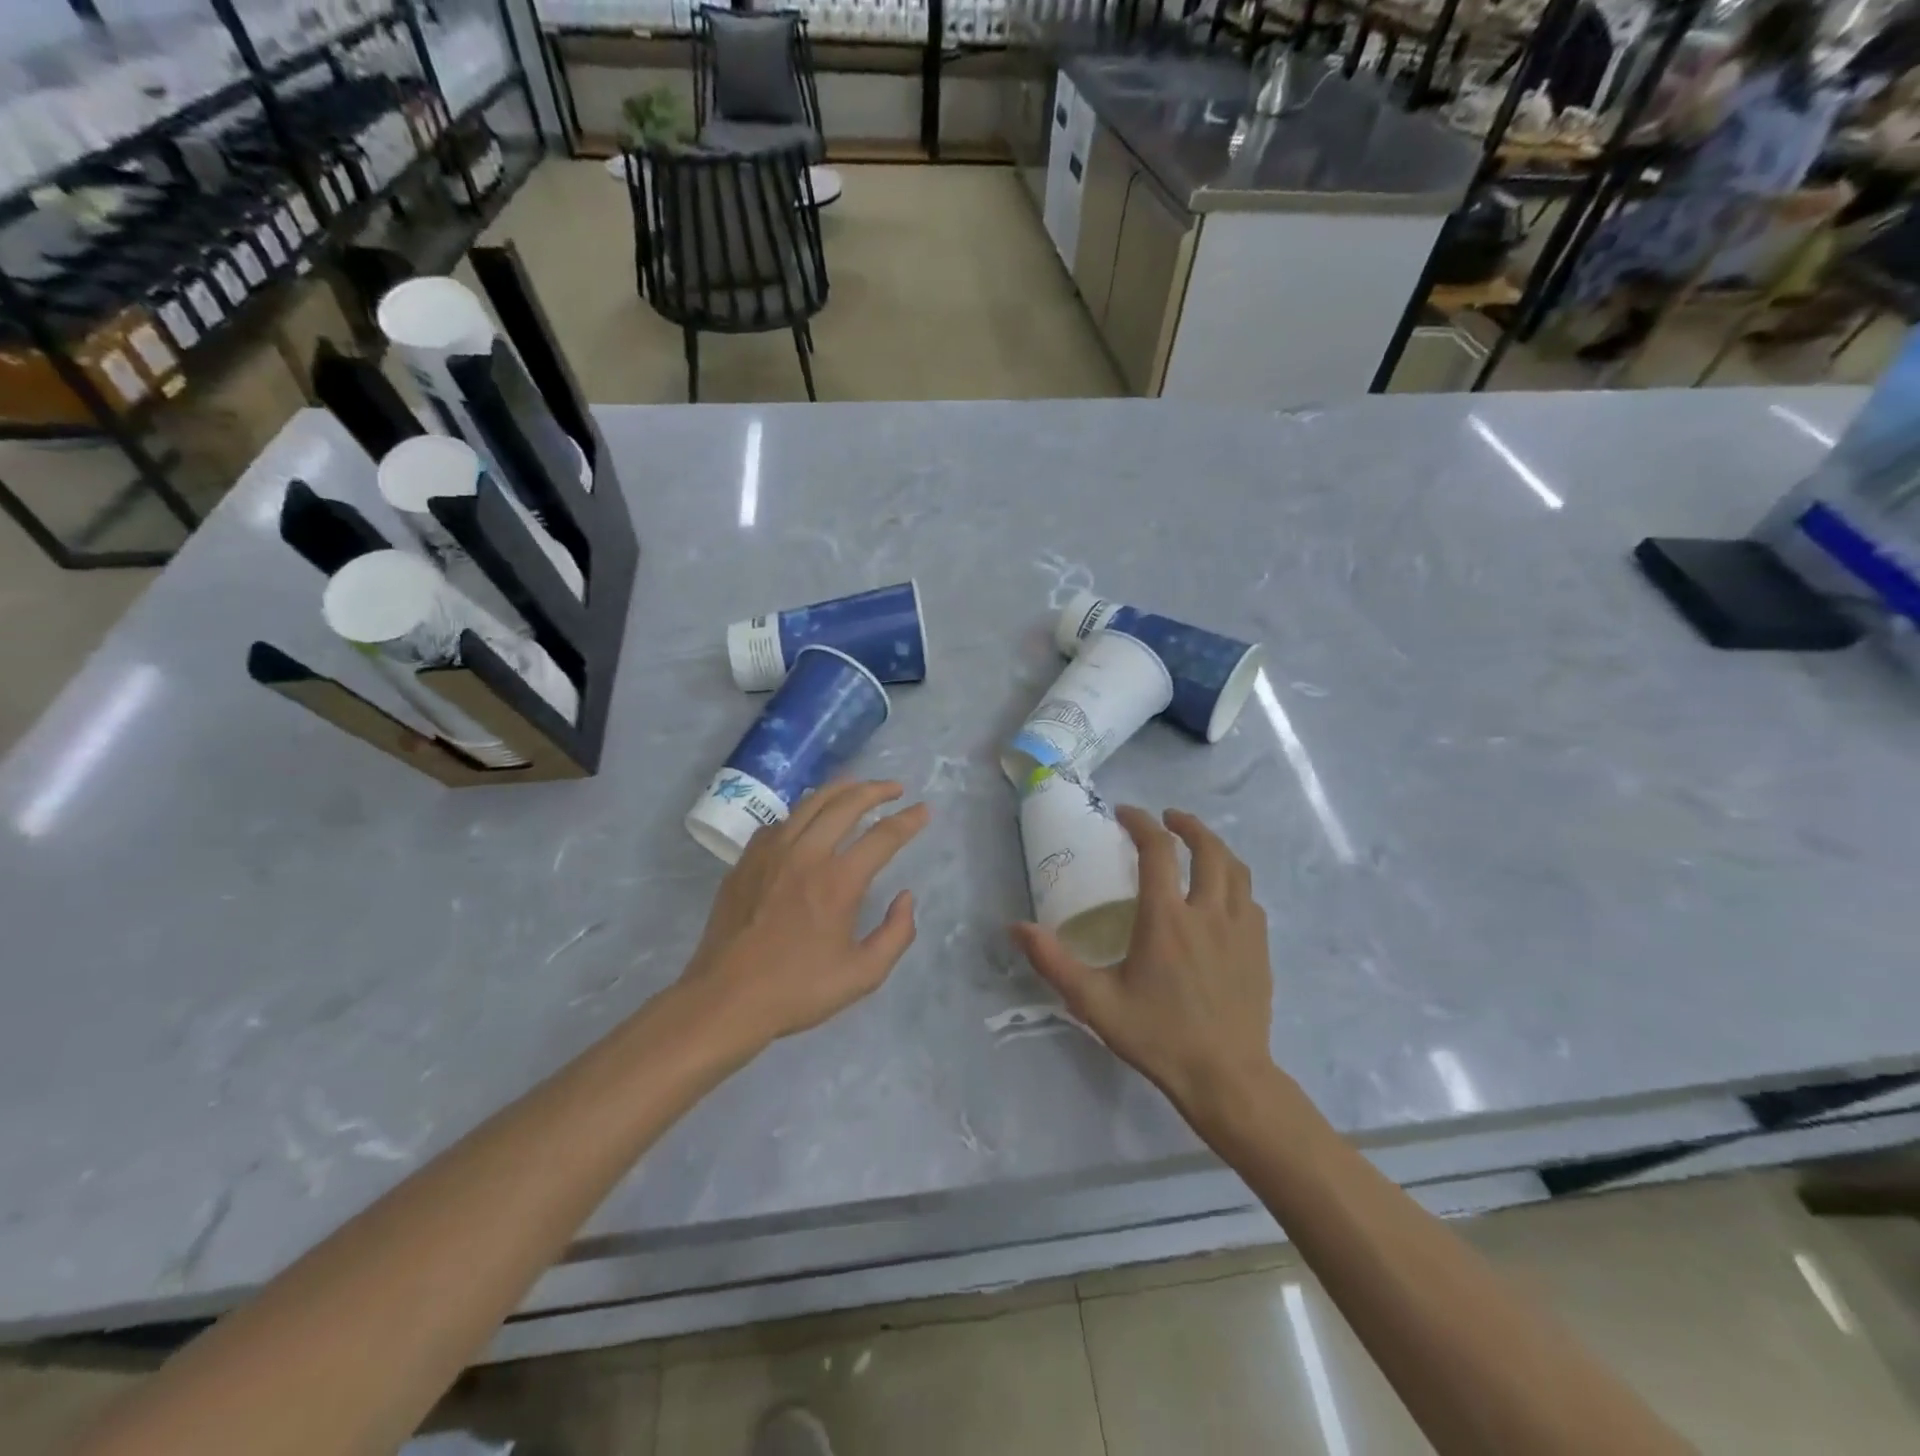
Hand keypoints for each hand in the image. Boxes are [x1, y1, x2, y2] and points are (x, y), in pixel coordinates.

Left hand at [680, 780, 929, 1048]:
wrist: (725, 999)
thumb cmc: (797, 990)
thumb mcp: (863, 975)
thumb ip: (896, 934)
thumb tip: (906, 897)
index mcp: (838, 881)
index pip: (883, 836)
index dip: (909, 820)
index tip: (924, 810)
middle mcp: (806, 854)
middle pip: (846, 804)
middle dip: (876, 790)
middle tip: (895, 788)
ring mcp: (771, 853)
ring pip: (810, 803)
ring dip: (840, 790)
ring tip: (857, 788)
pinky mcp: (746, 860)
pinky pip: (780, 822)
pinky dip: (803, 813)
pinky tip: (809, 820)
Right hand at [1012, 808, 1274, 1118]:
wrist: (1227, 1078)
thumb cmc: (1158, 1036)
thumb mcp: (1095, 1002)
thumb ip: (1054, 962)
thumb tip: (1016, 927)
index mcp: (1167, 918)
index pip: (1158, 850)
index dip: (1141, 823)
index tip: (1125, 813)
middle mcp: (1208, 912)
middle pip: (1207, 848)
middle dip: (1187, 824)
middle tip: (1167, 818)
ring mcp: (1242, 929)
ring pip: (1236, 869)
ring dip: (1216, 847)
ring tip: (1197, 845)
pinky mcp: (1261, 949)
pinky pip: (1250, 900)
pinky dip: (1234, 883)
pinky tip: (1223, 895)